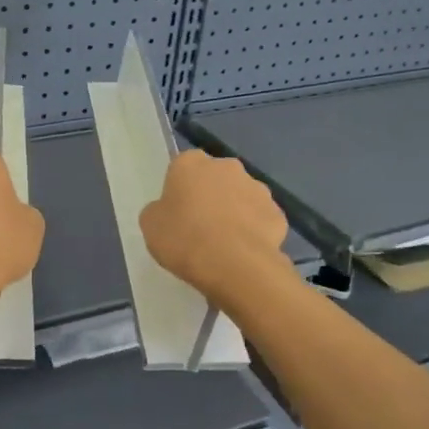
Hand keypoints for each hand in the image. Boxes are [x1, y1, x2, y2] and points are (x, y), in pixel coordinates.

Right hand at [140, 151, 292, 308]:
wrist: (235, 265)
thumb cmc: (185, 239)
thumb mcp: (151, 226)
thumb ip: (158, 210)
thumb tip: (168, 210)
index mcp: (191, 163)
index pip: (182, 168)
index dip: (179, 190)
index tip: (177, 213)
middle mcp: (227, 166)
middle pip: (215, 178)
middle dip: (210, 196)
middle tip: (200, 227)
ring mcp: (258, 188)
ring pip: (241, 197)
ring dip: (234, 212)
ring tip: (224, 244)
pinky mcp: (277, 213)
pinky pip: (260, 219)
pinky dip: (254, 231)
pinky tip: (244, 253)